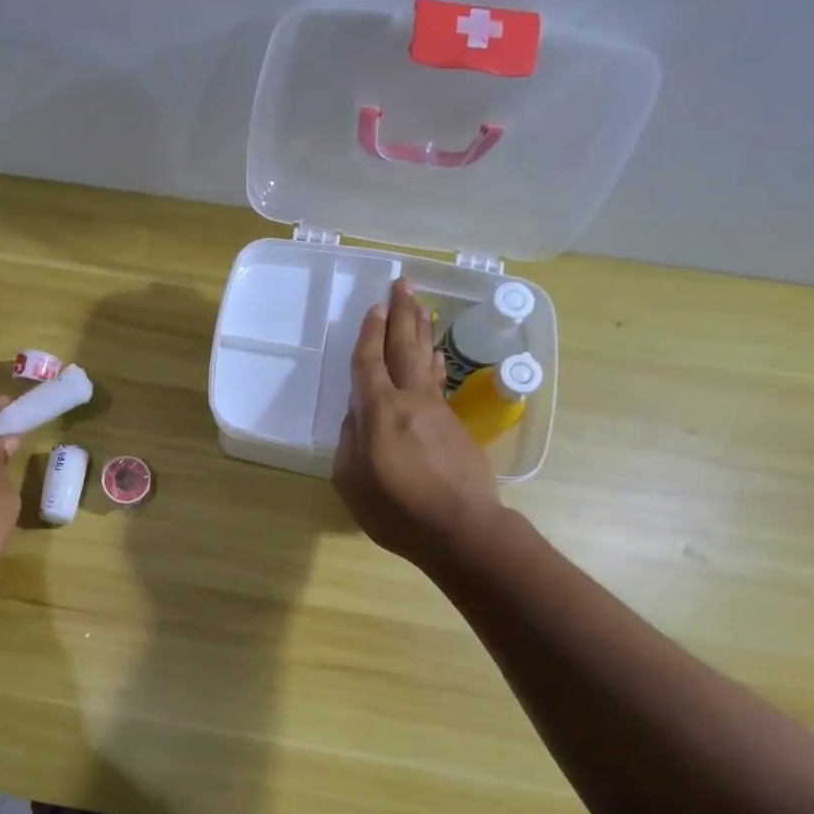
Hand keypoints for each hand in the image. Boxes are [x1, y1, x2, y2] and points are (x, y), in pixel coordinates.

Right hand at [333, 278, 504, 565]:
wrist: (463, 529)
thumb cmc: (397, 510)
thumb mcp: (351, 482)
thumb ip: (350, 442)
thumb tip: (358, 416)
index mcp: (380, 411)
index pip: (370, 362)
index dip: (370, 333)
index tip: (374, 306)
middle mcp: (411, 400)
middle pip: (405, 347)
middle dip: (402, 313)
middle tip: (403, 283)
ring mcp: (438, 410)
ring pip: (427, 359)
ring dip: (421, 330)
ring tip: (420, 305)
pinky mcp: (456, 425)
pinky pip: (439, 381)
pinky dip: (434, 361)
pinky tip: (434, 354)